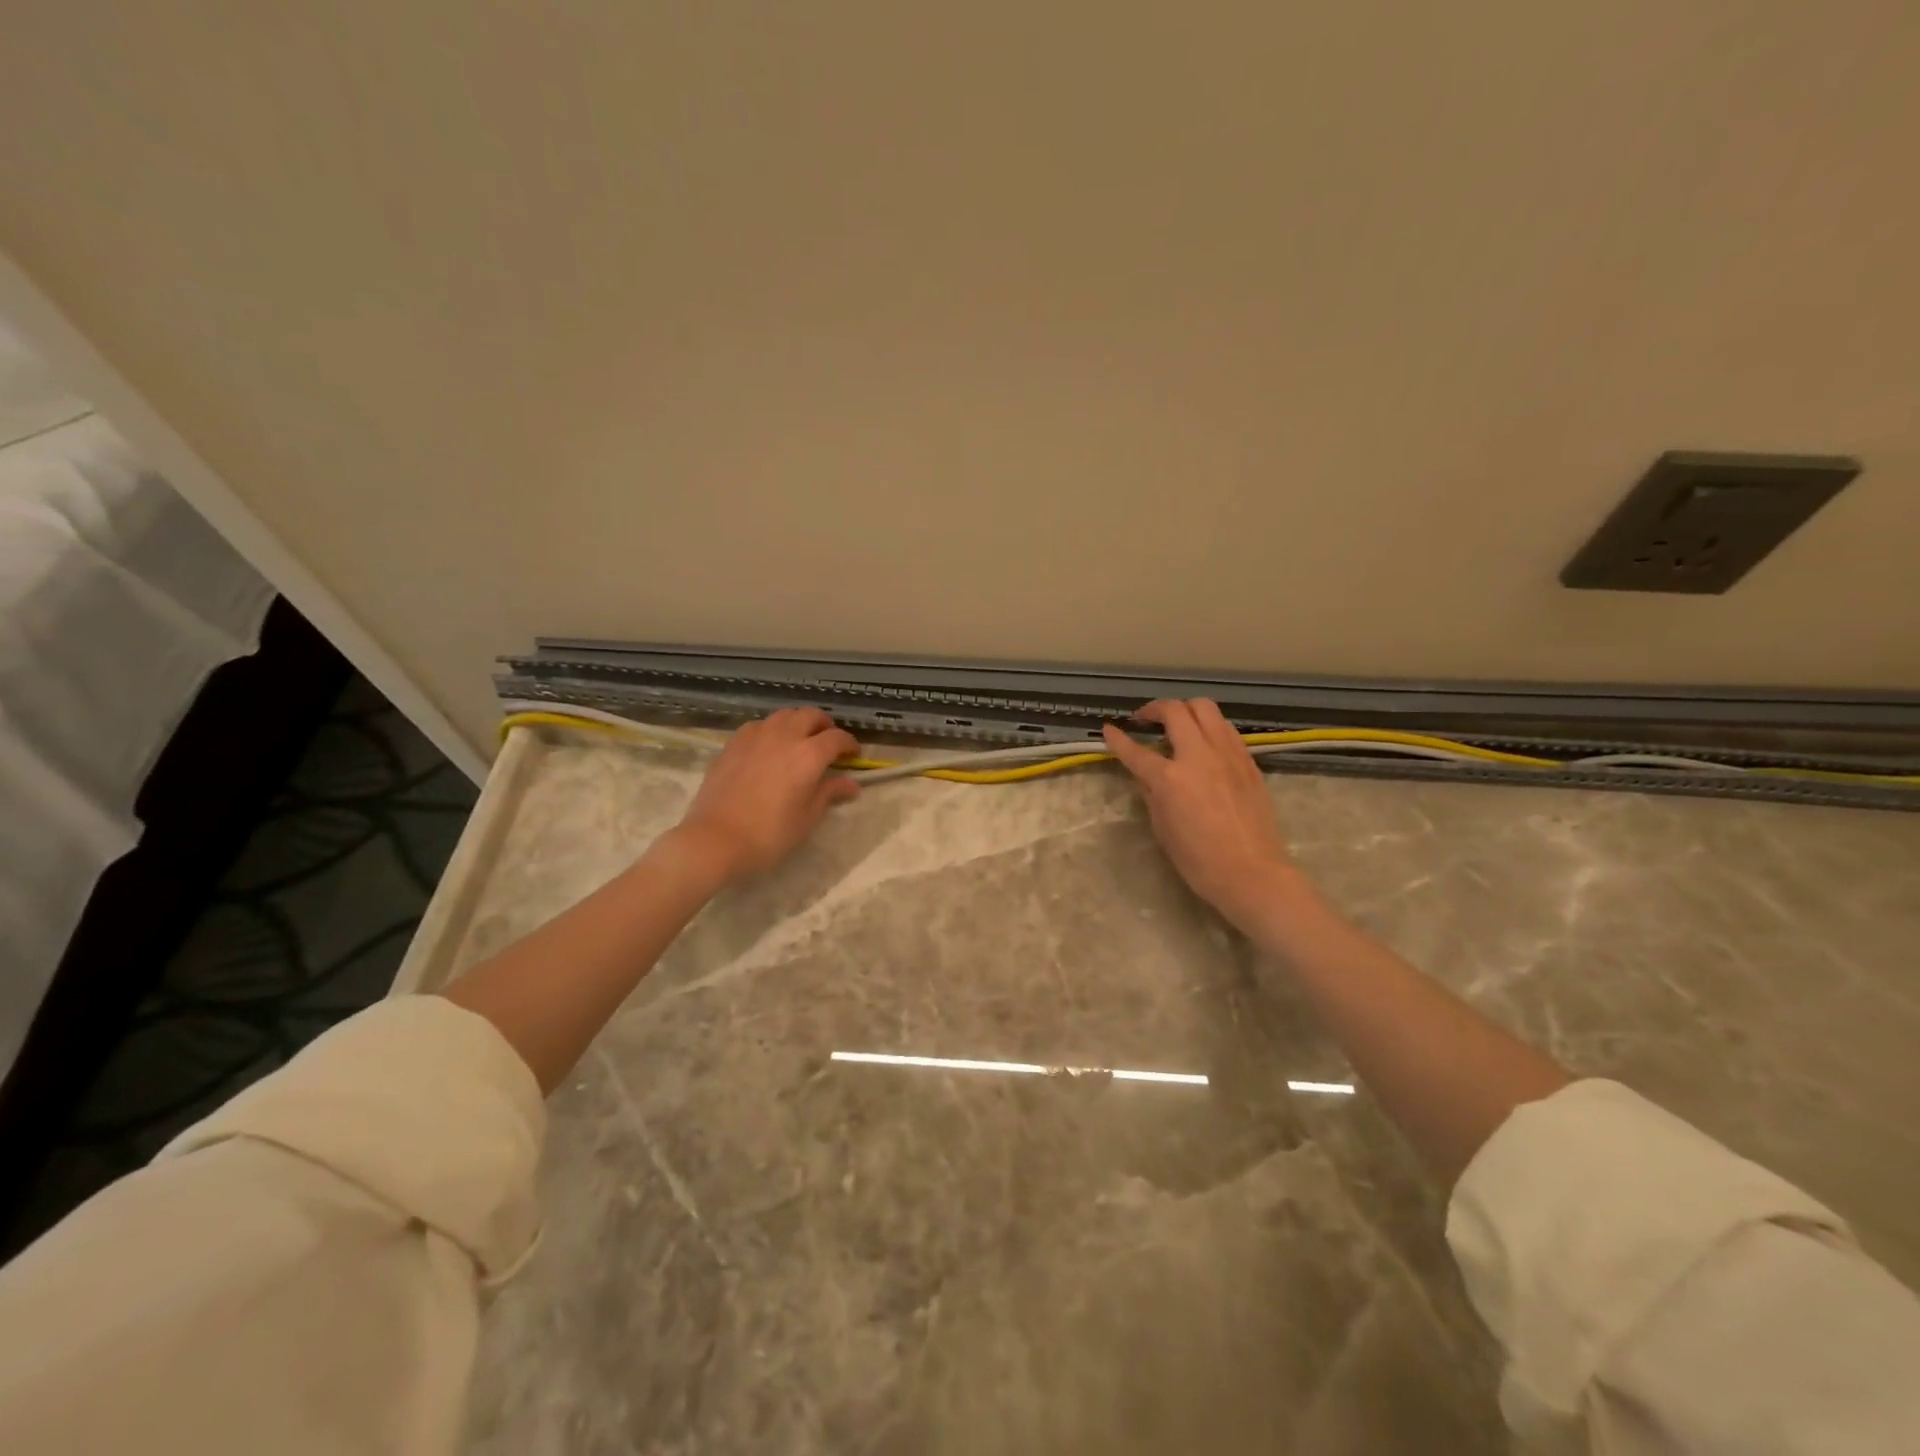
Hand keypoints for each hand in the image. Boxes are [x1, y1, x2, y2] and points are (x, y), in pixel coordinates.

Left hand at [670, 708, 860, 881]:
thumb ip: (830, 793)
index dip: (850, 744)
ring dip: (798, 722)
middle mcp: (784, 736)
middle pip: (811, 715)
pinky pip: (759, 726)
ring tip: (799, 740)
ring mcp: (755, 736)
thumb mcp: (807, 817)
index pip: (837, 738)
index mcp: (809, 754)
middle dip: (825, 725)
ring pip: (784, 715)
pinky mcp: (733, 743)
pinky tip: (769, 747)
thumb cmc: (769, 833)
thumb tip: (851, 784)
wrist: (715, 839)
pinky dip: (772, 730)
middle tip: (828, 743)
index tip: (854, 756)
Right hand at [1102, 699, 1298, 931]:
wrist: (1252, 873)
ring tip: (1177, 724)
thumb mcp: (1162, 827)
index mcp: (1170, 778)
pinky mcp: (1247, 760)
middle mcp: (1199, 756)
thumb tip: (1145, 773)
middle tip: (1145, 719)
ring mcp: (1227, 754)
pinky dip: (1209, 726)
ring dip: (1185, 710)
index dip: (1117, 739)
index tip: (1109, 729)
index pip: (1135, 751)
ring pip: (1206, 709)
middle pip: (1175, 710)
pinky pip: (1225, 728)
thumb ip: (1151, 793)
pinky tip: (1204, 743)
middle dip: (1155, 709)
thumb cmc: (1199, 860)